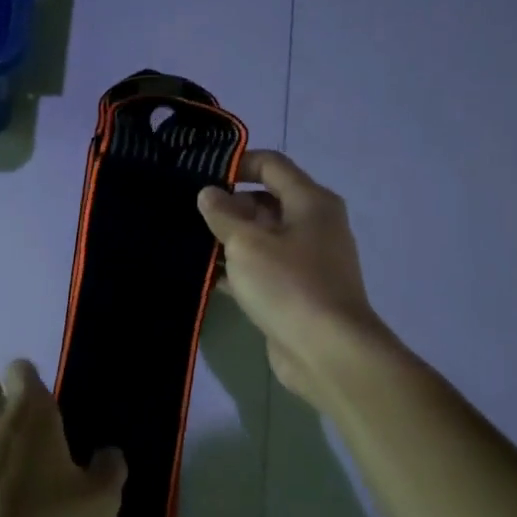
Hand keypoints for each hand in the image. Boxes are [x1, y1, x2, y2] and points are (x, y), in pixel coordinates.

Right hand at [197, 151, 395, 409]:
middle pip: (266, 201)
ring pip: (262, 238)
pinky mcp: (297, 291)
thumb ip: (223, 215)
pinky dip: (238, 269)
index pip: (272, 165)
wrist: (327, 351)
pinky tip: (207, 276)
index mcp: (310, 202)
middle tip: (188, 214)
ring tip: (190, 242)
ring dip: (230, 240)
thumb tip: (208, 193)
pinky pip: (263, 269)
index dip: (237, 164)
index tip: (202, 176)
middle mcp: (314, 225)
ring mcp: (307, 260)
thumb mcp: (246, 243)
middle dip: (229, 206)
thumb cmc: (288, 285)